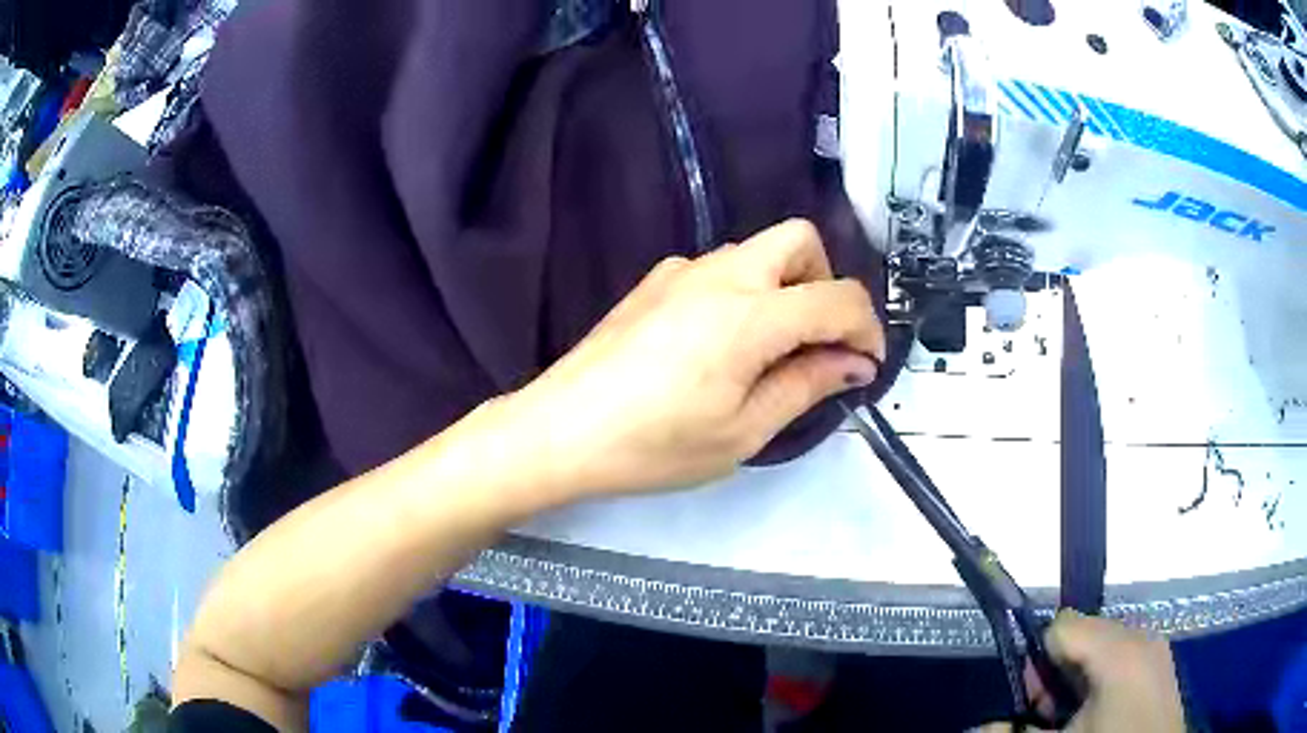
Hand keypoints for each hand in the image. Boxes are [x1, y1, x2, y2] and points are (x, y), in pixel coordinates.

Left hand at [506, 219, 884, 497]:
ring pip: (758, 251)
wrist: (560, 431)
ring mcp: (681, 271)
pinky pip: (719, 268)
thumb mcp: (743, 431)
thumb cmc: (654, 444)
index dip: (867, 329)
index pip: (838, 297)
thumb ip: (806, 385)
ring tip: (770, 352)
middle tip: (817, 343)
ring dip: (784, 287)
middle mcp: (720, 273)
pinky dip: (744, 292)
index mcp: (750, 314)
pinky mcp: (654, 282)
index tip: (867, 365)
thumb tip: (854, 362)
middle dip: (826, 284)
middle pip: (800, 240)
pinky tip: (720, 344)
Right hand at [980, 611, 1185, 731]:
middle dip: (1057, 674)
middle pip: (1083, 636)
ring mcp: (1154, 651)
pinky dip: (1099, 681)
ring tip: (1072, 719)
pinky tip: (1096, 714)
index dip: (1038, 661)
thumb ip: (1017, 732)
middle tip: (1050, 714)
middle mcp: (1140, 638)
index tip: (1032, 699)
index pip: (1062, 625)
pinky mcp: (1159, 665)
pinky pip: (1121, 658)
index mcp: (1119, 650)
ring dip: (1077, 680)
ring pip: (1101, 649)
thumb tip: (977, 727)